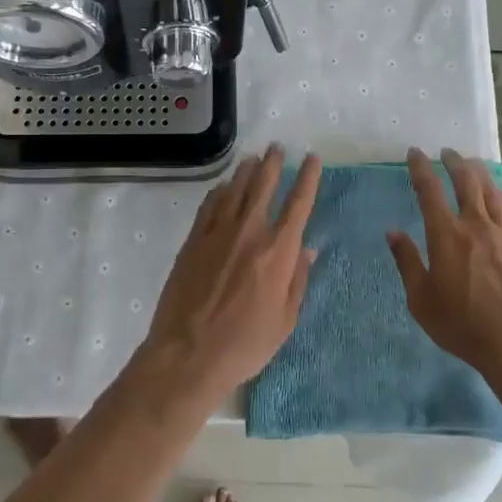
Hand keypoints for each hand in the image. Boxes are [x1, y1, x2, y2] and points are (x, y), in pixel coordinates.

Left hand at [142, 145, 321, 400]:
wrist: (189, 353)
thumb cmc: (245, 344)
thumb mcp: (286, 320)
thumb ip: (298, 280)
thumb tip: (308, 249)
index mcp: (278, 252)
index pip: (299, 204)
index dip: (308, 178)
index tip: (312, 159)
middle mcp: (250, 233)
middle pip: (263, 186)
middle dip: (273, 164)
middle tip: (277, 148)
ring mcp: (217, 234)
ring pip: (235, 190)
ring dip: (246, 171)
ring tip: (253, 158)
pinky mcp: (193, 241)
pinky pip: (209, 206)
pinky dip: (219, 192)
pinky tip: (223, 186)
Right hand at [388, 147, 501, 374]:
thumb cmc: (461, 325)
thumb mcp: (421, 299)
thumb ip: (407, 261)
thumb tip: (393, 232)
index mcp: (446, 235)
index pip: (429, 190)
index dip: (420, 168)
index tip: (414, 153)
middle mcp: (476, 225)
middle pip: (466, 181)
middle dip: (454, 162)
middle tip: (447, 152)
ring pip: (492, 191)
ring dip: (479, 173)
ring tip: (472, 164)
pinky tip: (501, 193)